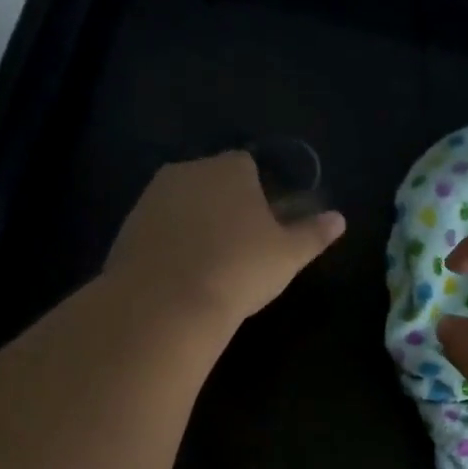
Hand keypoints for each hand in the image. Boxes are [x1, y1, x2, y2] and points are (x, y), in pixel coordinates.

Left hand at [105, 152, 345, 328]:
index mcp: (229, 168)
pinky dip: (171, 245)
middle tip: (241, 248)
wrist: (167, 302)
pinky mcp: (128, 227)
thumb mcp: (288, 255)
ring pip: (183, 205)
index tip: (266, 225)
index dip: (260, 193)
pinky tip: (182, 276)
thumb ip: (313, 234)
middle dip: (225, 206)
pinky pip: (159, 230)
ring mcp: (152, 198)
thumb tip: (339, 219)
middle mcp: (187, 171)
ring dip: (196, 225)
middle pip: (212, 182)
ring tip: (211, 265)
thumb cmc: (239, 269)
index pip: (248, 166)